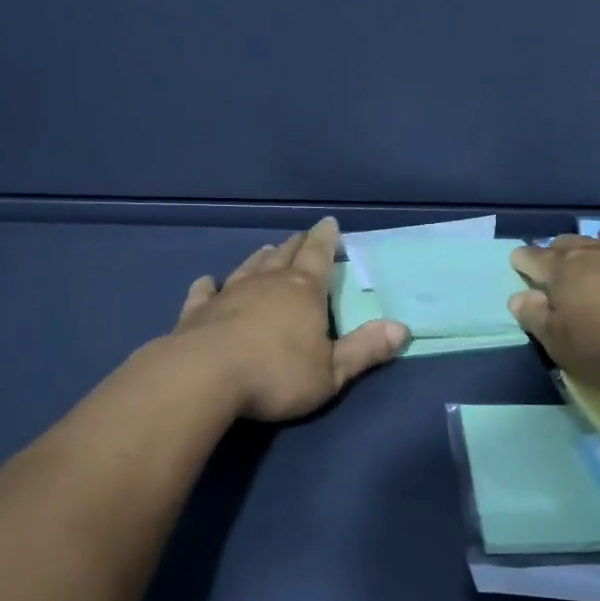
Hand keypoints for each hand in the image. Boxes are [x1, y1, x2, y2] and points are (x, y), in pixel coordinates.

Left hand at [172, 218, 408, 421]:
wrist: (204, 377)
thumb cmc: (276, 374)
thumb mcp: (331, 371)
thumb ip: (365, 350)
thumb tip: (402, 328)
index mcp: (303, 291)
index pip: (319, 256)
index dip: (327, 239)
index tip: (330, 223)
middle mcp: (267, 283)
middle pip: (285, 255)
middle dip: (296, 245)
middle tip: (302, 236)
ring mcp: (228, 293)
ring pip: (248, 267)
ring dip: (261, 258)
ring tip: (267, 250)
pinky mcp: (197, 311)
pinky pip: (204, 292)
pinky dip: (208, 285)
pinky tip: (207, 281)